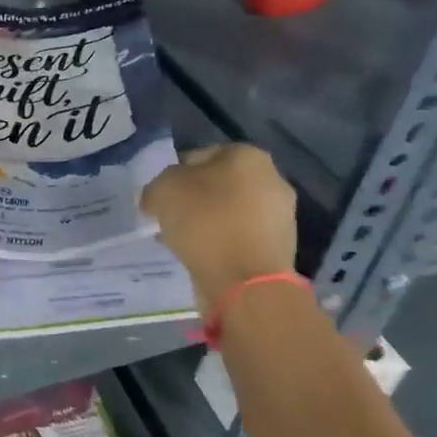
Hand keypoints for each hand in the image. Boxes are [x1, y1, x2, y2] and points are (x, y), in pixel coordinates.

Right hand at [141, 145, 296, 311]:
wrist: (246, 281)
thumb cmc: (205, 222)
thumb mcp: (162, 191)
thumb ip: (156, 187)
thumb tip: (157, 199)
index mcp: (247, 155)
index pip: (198, 157)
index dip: (173, 176)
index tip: (159, 198)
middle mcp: (271, 179)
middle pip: (217, 185)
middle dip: (193, 200)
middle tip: (168, 219)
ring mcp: (280, 216)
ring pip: (228, 213)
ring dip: (206, 224)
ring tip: (181, 242)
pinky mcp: (279, 248)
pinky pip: (238, 238)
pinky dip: (220, 244)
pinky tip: (201, 257)